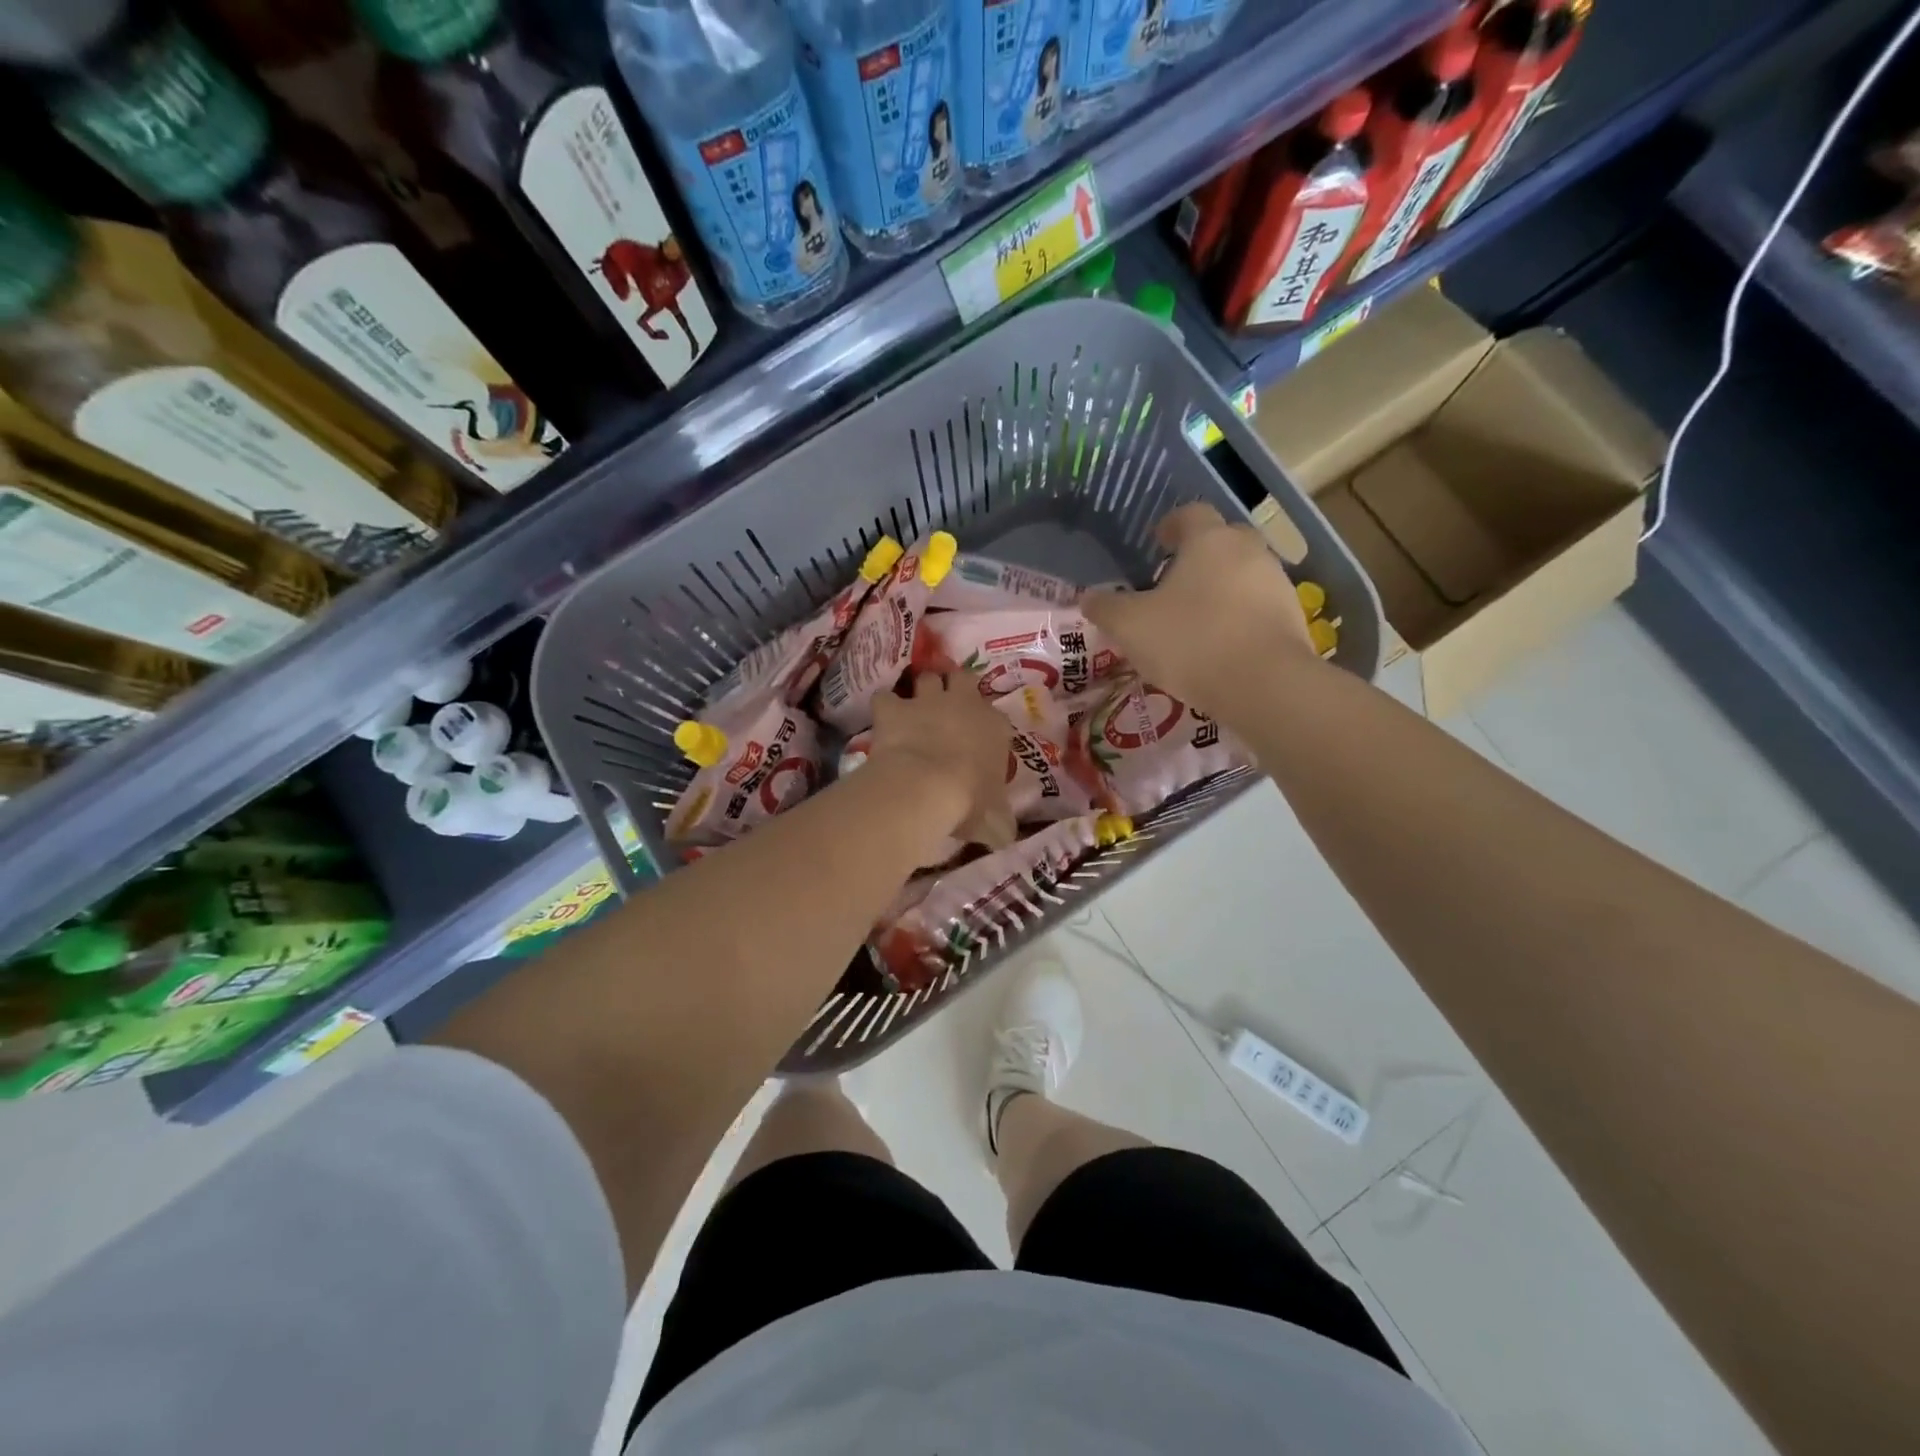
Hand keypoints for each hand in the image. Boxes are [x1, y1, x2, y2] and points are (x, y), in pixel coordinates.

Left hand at [869, 673, 1017, 850]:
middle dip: (955, 685)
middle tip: (947, 702)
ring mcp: (927, 702)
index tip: (980, 736)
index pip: (997, 717)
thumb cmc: (970, 802)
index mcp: (995, 728)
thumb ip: (1001, 821)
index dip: (986, 723)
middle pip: (962, 678)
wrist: (927, 788)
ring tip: (914, 704)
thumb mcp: (995, 819)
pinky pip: (885, 696)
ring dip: (921, 688)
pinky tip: (882, 716)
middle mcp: (964, 704)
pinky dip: (884, 704)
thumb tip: (1004, 833)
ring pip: (927, 677)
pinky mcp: (894, 709)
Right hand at [1083, 503, 1313, 712]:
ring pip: (1243, 574)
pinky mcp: (1293, 618)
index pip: (1190, 514)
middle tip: (1174, 581)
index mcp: (1209, 541)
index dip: (1171, 524)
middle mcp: (1248, 551)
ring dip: (1221, 587)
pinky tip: (1221, 645)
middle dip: (1199, 555)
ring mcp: (1277, 583)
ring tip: (1196, 618)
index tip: (1156, 541)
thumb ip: (1106, 608)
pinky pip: (1258, 607)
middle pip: (1223, 540)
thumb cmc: (1190, 641)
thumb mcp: (1130, 627)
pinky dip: (1239, 617)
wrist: (1265, 684)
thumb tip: (1088, 598)